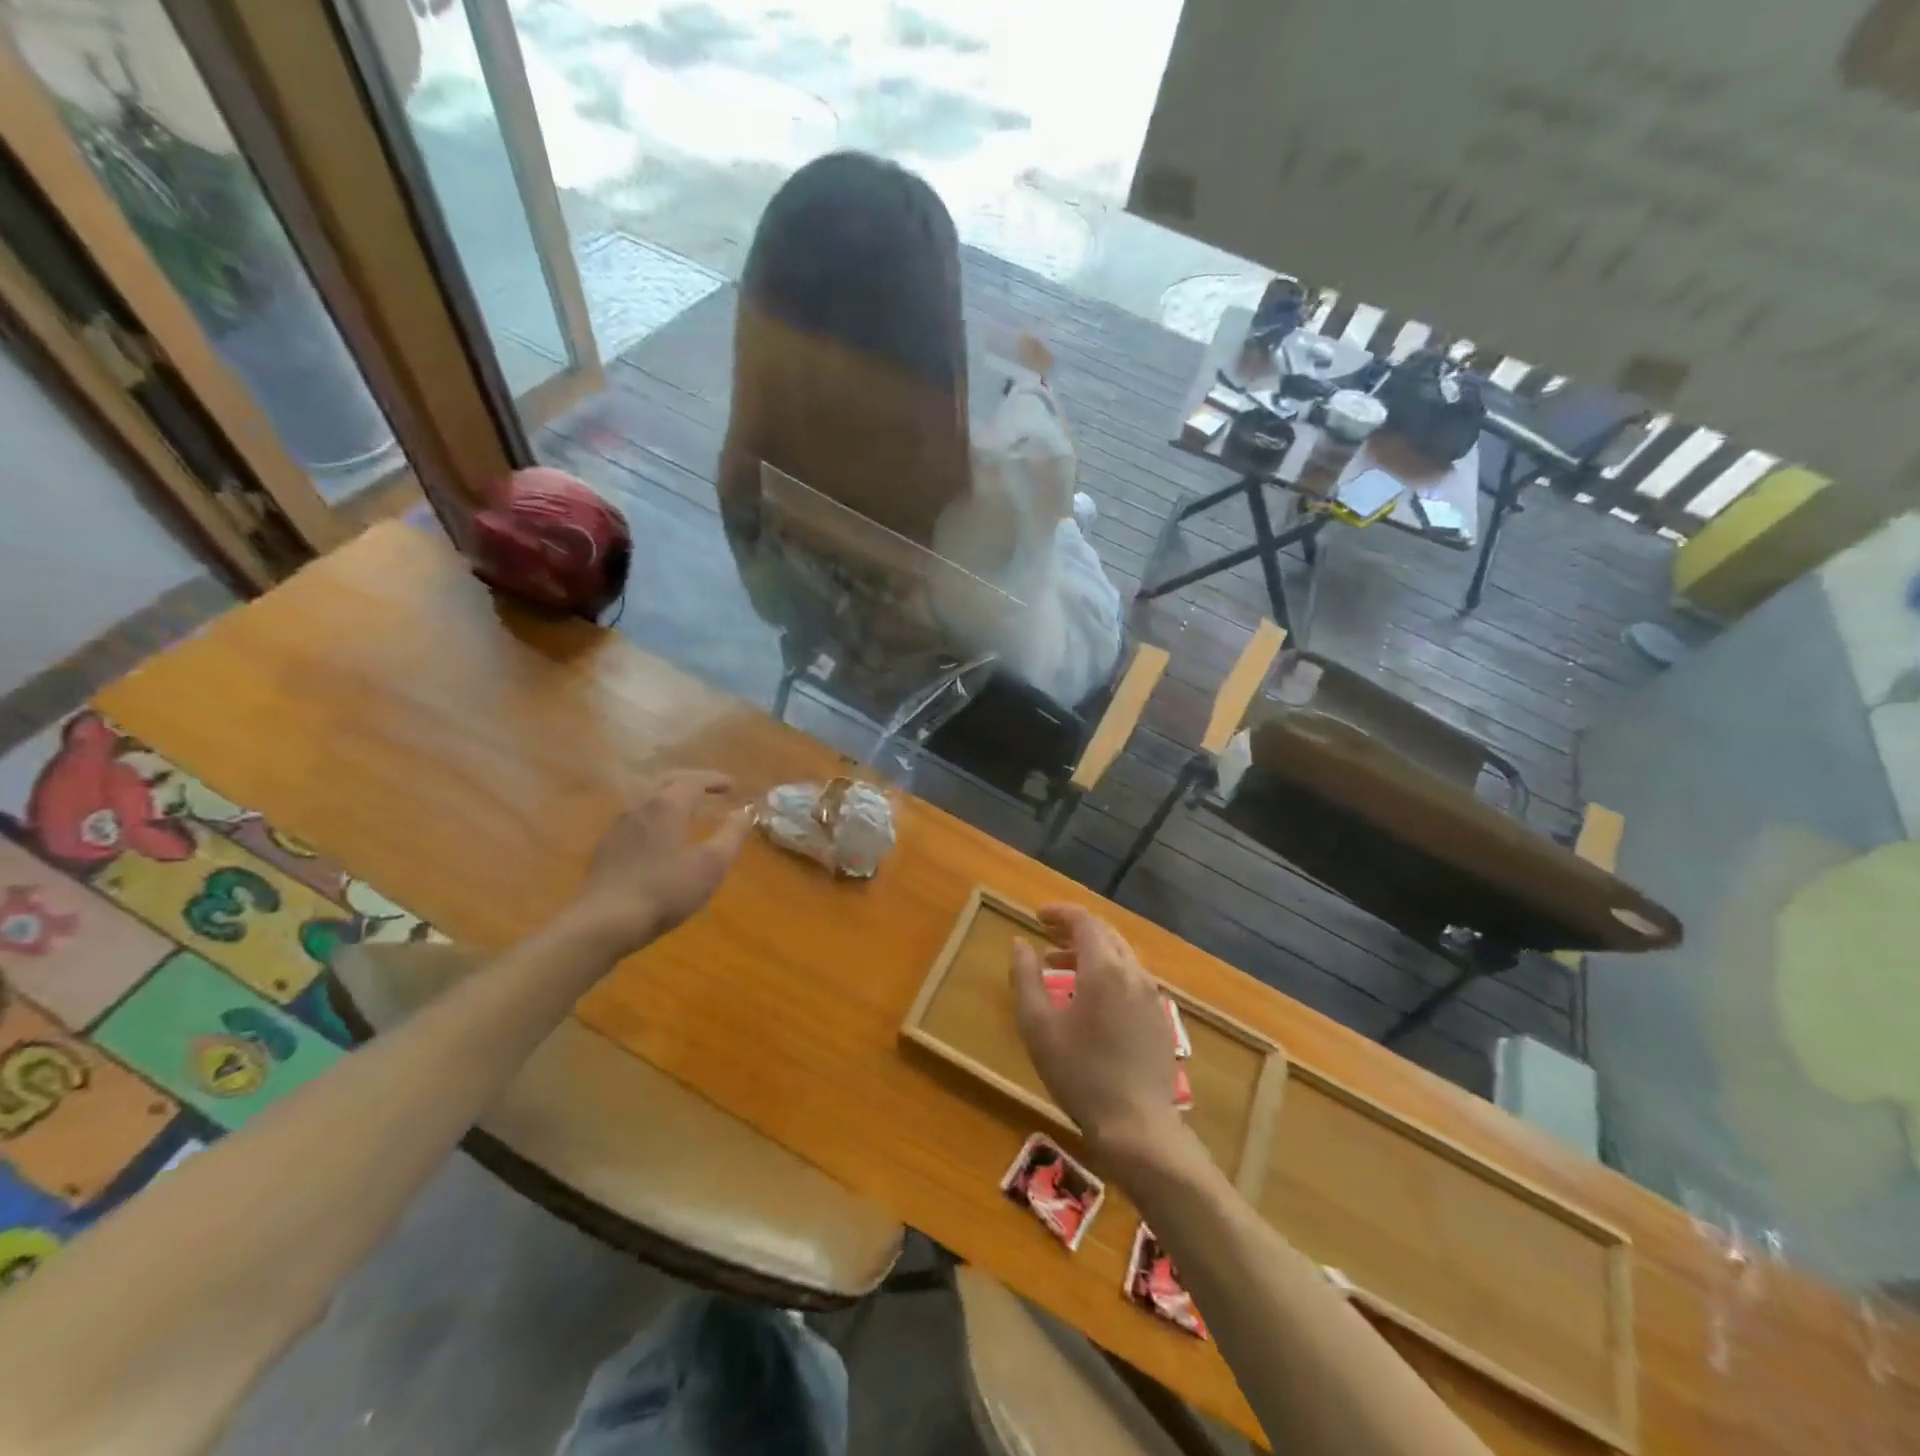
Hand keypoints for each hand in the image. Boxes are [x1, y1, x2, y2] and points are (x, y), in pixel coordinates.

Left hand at [568, 771, 752, 952]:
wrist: (604, 922)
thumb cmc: (664, 891)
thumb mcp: (711, 865)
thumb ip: (732, 835)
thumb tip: (746, 812)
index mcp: (666, 806)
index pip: (693, 781)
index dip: (714, 780)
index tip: (732, 785)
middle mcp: (640, 807)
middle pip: (666, 781)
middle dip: (691, 780)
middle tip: (710, 788)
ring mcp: (618, 826)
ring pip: (647, 799)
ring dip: (670, 797)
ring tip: (687, 809)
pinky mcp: (606, 847)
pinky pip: (636, 818)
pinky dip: (655, 815)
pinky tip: (660, 836)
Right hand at [1010, 904, 1186, 1163]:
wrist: (1137, 1126)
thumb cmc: (1080, 1073)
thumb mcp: (1037, 1026)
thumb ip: (1025, 978)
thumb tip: (1020, 943)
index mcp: (1104, 968)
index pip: (1084, 921)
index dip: (1060, 912)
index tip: (1037, 916)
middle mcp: (1133, 973)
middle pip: (1105, 934)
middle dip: (1074, 930)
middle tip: (1046, 938)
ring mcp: (1152, 996)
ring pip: (1120, 957)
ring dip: (1090, 953)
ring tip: (1060, 968)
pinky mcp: (1160, 1019)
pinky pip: (1132, 980)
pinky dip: (1108, 974)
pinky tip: (1090, 1000)